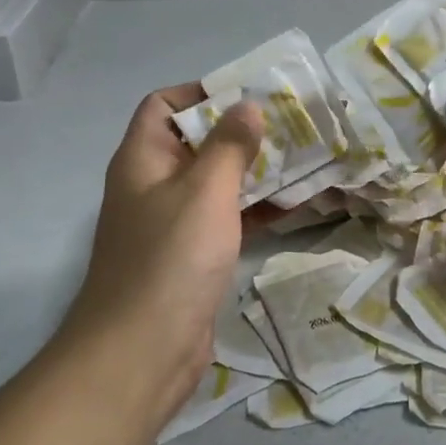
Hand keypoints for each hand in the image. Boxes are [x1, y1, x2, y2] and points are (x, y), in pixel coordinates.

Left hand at [57, 85, 263, 442]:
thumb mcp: (206, 191)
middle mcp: (153, 185)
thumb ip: (230, 145)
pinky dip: (254, 209)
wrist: (142, 351)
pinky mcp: (191, 256)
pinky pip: (225, 218)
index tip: (251, 95)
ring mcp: (172, 223)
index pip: (164, 106)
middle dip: (242, 132)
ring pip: (216, 182)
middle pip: (197, 143)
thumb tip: (248, 106)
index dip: (202, 93)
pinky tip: (293, 207)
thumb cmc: (171, 258)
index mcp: (143, 160)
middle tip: (293, 126)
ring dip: (254, 171)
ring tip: (303, 160)